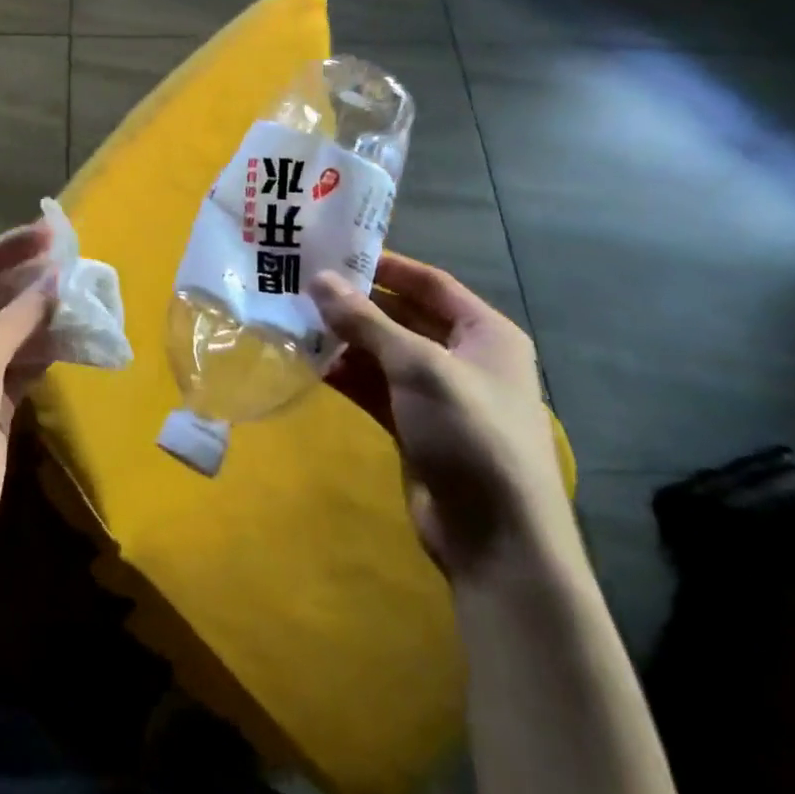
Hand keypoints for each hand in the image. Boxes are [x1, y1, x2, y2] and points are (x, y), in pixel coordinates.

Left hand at [0, 222, 54, 566]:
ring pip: (10, 330)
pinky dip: (47, 350)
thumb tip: (57, 279)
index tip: (50, 234)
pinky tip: (77, 337)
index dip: (8, 248)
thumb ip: (17, 315)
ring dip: (43, 316)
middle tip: (74, 266)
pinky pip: (23, 363)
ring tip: (84, 297)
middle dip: (30, 283)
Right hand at [314, 253, 576, 584]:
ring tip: (297, 319)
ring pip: (384, 353)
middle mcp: (464, 357)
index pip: (430, 283)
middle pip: (404, 316)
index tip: (335, 252)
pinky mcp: (415, 427)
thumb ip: (366, 321)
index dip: (386, 265)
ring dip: (346, 339)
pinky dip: (347, 374)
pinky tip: (310, 363)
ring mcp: (438, 395)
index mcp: (485, 333)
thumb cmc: (470, 433)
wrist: (497, 541)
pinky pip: (375, 387)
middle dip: (357, 303)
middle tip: (304, 284)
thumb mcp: (418, 366)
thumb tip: (317, 279)